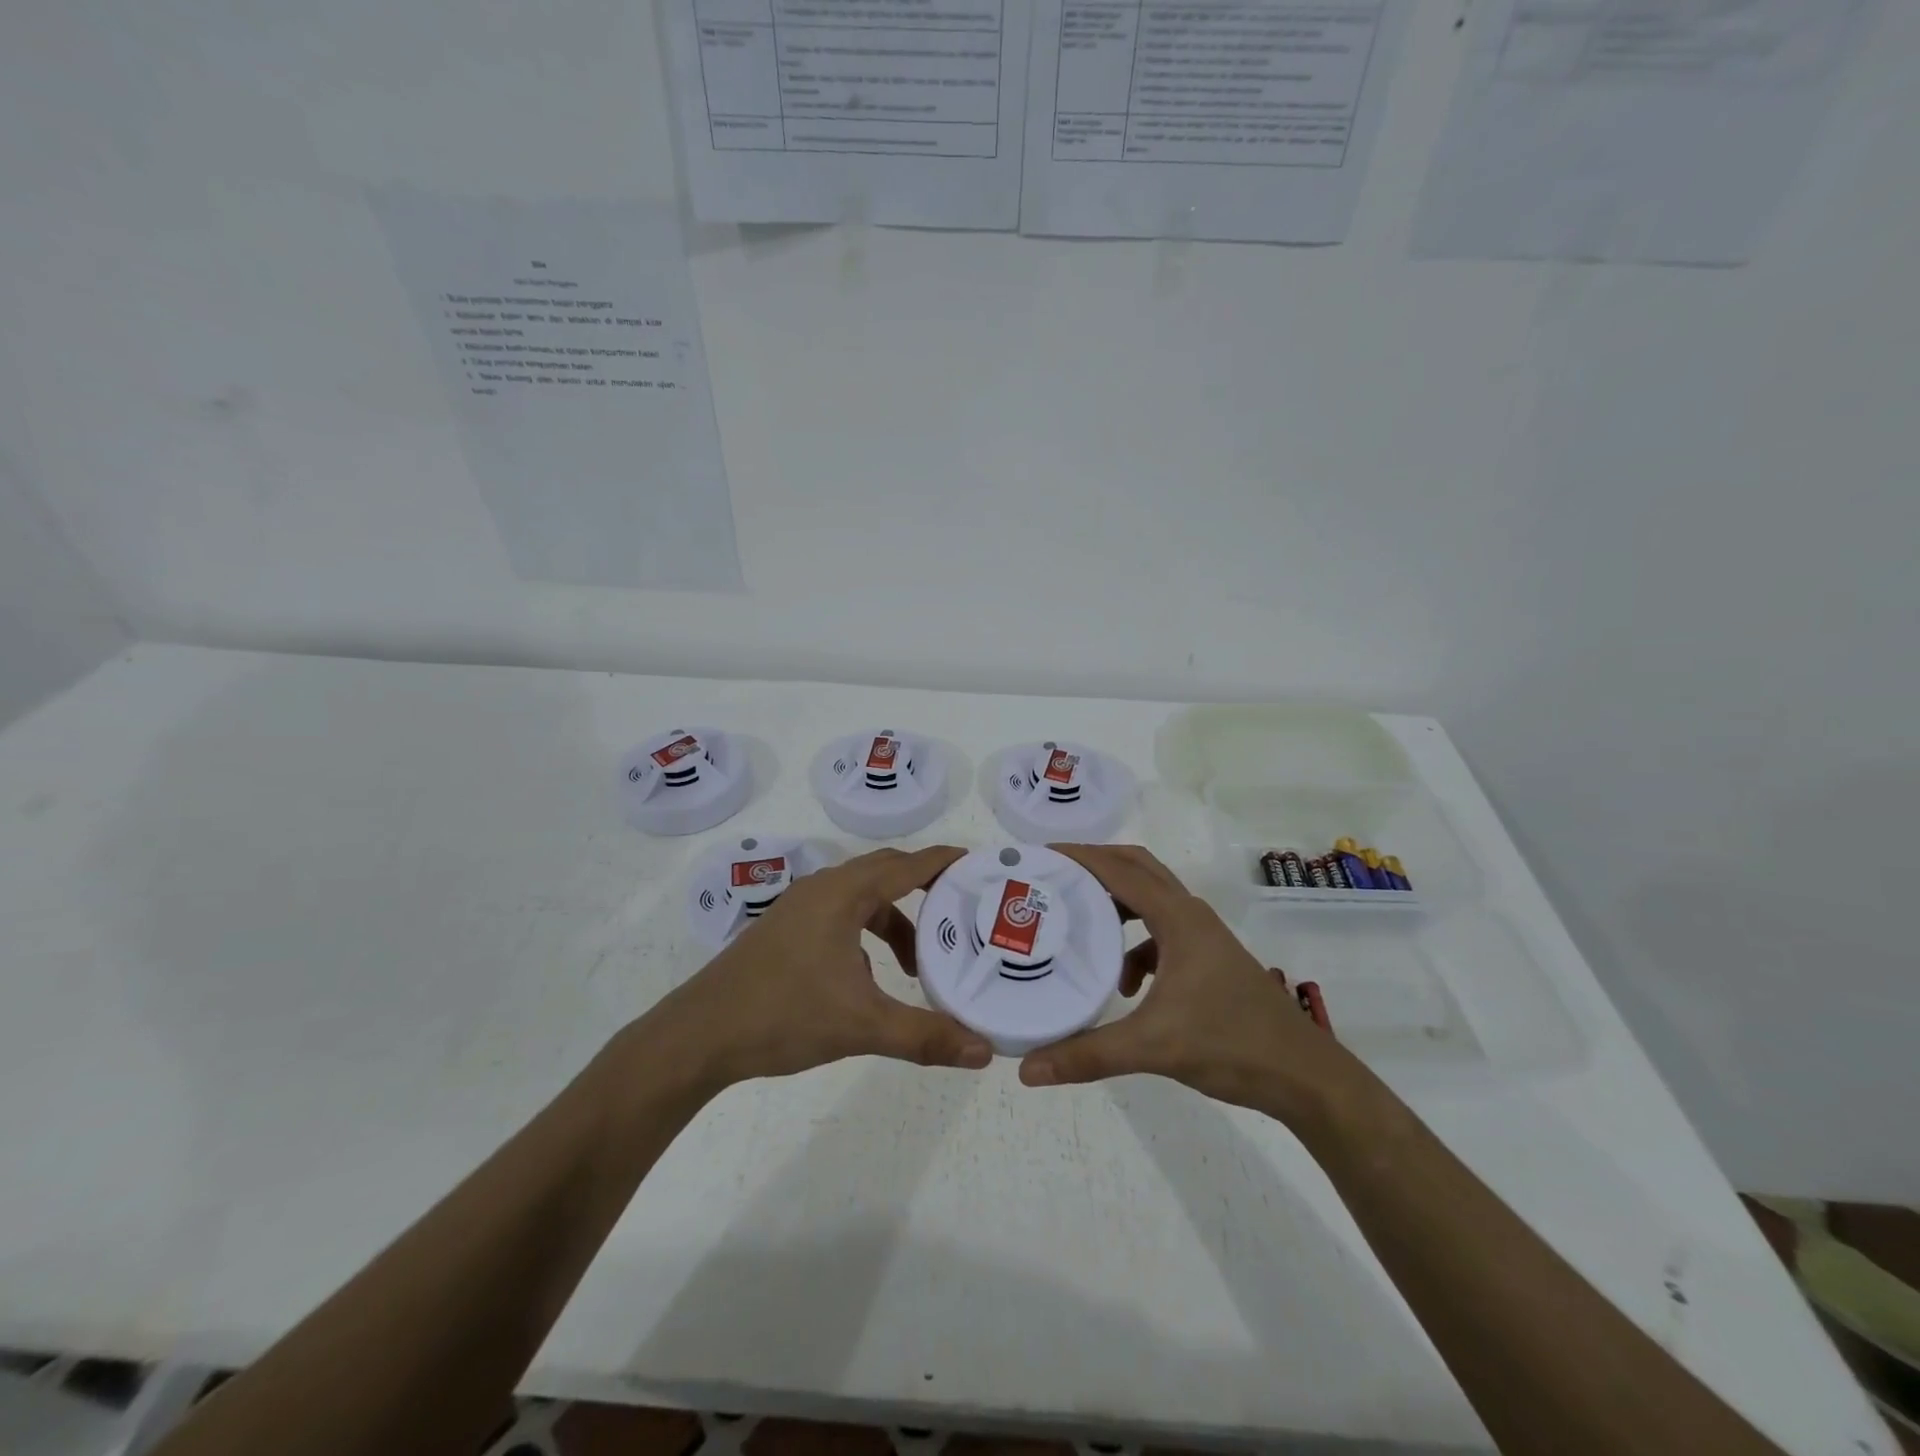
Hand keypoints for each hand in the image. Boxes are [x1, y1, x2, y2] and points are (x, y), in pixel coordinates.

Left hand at [655, 844, 992, 1088]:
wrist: (699, 1035)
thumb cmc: (783, 1015)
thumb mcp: (861, 1025)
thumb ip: (925, 1036)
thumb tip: (985, 1052)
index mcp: (843, 894)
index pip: (907, 865)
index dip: (944, 862)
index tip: (980, 863)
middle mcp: (822, 888)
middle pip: (885, 872)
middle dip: (924, 888)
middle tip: (960, 908)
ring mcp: (799, 907)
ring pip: (861, 898)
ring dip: (893, 920)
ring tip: (917, 962)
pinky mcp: (786, 929)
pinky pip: (840, 914)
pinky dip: (866, 933)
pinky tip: (869, 978)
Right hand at [1018, 844, 1356, 1123]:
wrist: (1305, 1077)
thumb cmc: (1231, 1045)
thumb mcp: (1153, 1047)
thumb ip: (1089, 1054)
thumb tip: (1028, 1069)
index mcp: (1179, 918)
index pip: (1121, 870)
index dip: (1080, 857)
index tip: (1040, 855)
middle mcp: (1191, 916)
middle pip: (1138, 870)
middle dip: (1096, 867)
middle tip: (1054, 876)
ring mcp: (1203, 938)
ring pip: (1151, 902)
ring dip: (1116, 905)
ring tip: (1077, 919)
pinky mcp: (1209, 961)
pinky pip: (1161, 936)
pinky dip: (1135, 948)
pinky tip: (1125, 987)